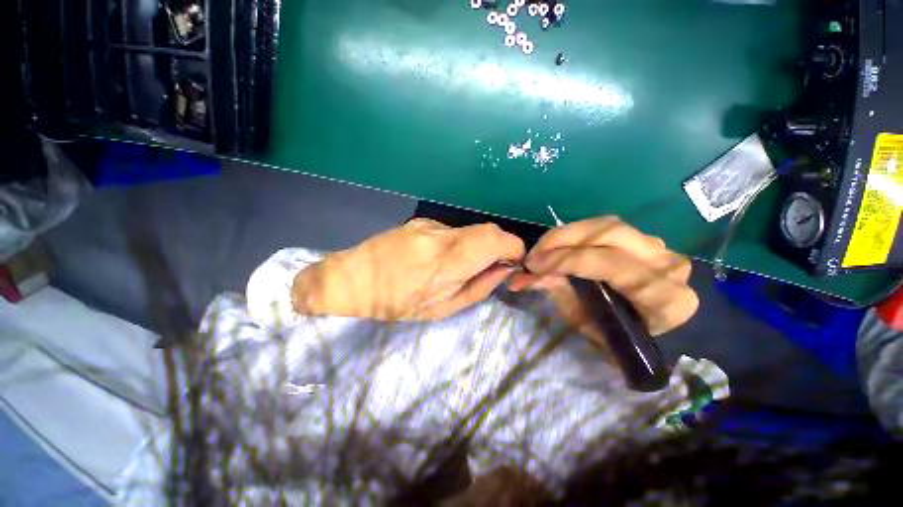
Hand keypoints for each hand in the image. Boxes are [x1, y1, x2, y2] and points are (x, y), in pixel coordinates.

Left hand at [292, 219, 524, 320]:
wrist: (352, 280)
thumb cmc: (395, 304)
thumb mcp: (442, 309)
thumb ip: (478, 287)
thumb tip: (503, 270)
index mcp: (444, 261)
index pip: (493, 239)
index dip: (513, 247)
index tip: (514, 262)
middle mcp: (438, 235)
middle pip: (487, 231)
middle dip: (497, 248)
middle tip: (488, 269)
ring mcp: (428, 224)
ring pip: (470, 231)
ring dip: (475, 248)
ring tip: (456, 268)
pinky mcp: (421, 221)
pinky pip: (453, 232)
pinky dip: (458, 244)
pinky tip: (438, 259)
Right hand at [509, 216, 697, 339]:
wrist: (663, 336)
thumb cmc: (622, 339)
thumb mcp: (587, 323)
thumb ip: (561, 293)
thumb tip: (528, 276)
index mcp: (662, 297)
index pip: (608, 263)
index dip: (565, 259)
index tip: (532, 263)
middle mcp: (667, 265)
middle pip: (609, 232)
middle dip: (563, 238)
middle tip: (535, 251)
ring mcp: (661, 248)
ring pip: (607, 225)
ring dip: (569, 234)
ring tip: (544, 247)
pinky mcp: (648, 241)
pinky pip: (608, 229)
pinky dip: (580, 235)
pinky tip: (563, 245)